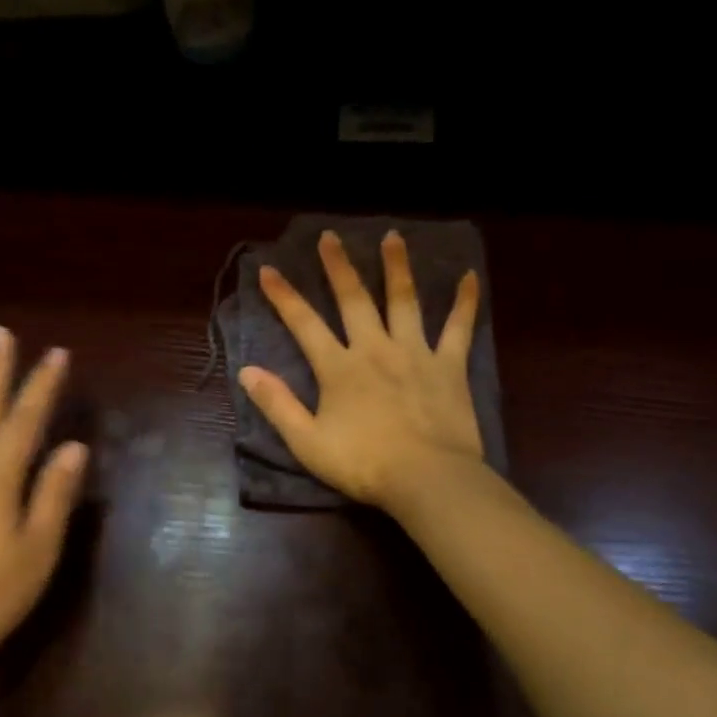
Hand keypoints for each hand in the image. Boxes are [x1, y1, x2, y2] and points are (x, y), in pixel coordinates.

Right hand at [238, 229, 483, 510]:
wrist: (427, 478)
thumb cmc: (364, 465)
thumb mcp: (308, 442)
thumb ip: (278, 405)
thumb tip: (247, 371)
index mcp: (339, 368)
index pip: (304, 324)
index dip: (284, 296)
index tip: (269, 269)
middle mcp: (375, 349)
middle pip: (354, 300)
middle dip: (339, 267)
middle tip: (330, 237)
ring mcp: (415, 353)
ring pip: (404, 301)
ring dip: (396, 267)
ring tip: (392, 237)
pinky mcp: (449, 366)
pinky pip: (458, 328)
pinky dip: (464, 302)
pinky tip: (469, 277)